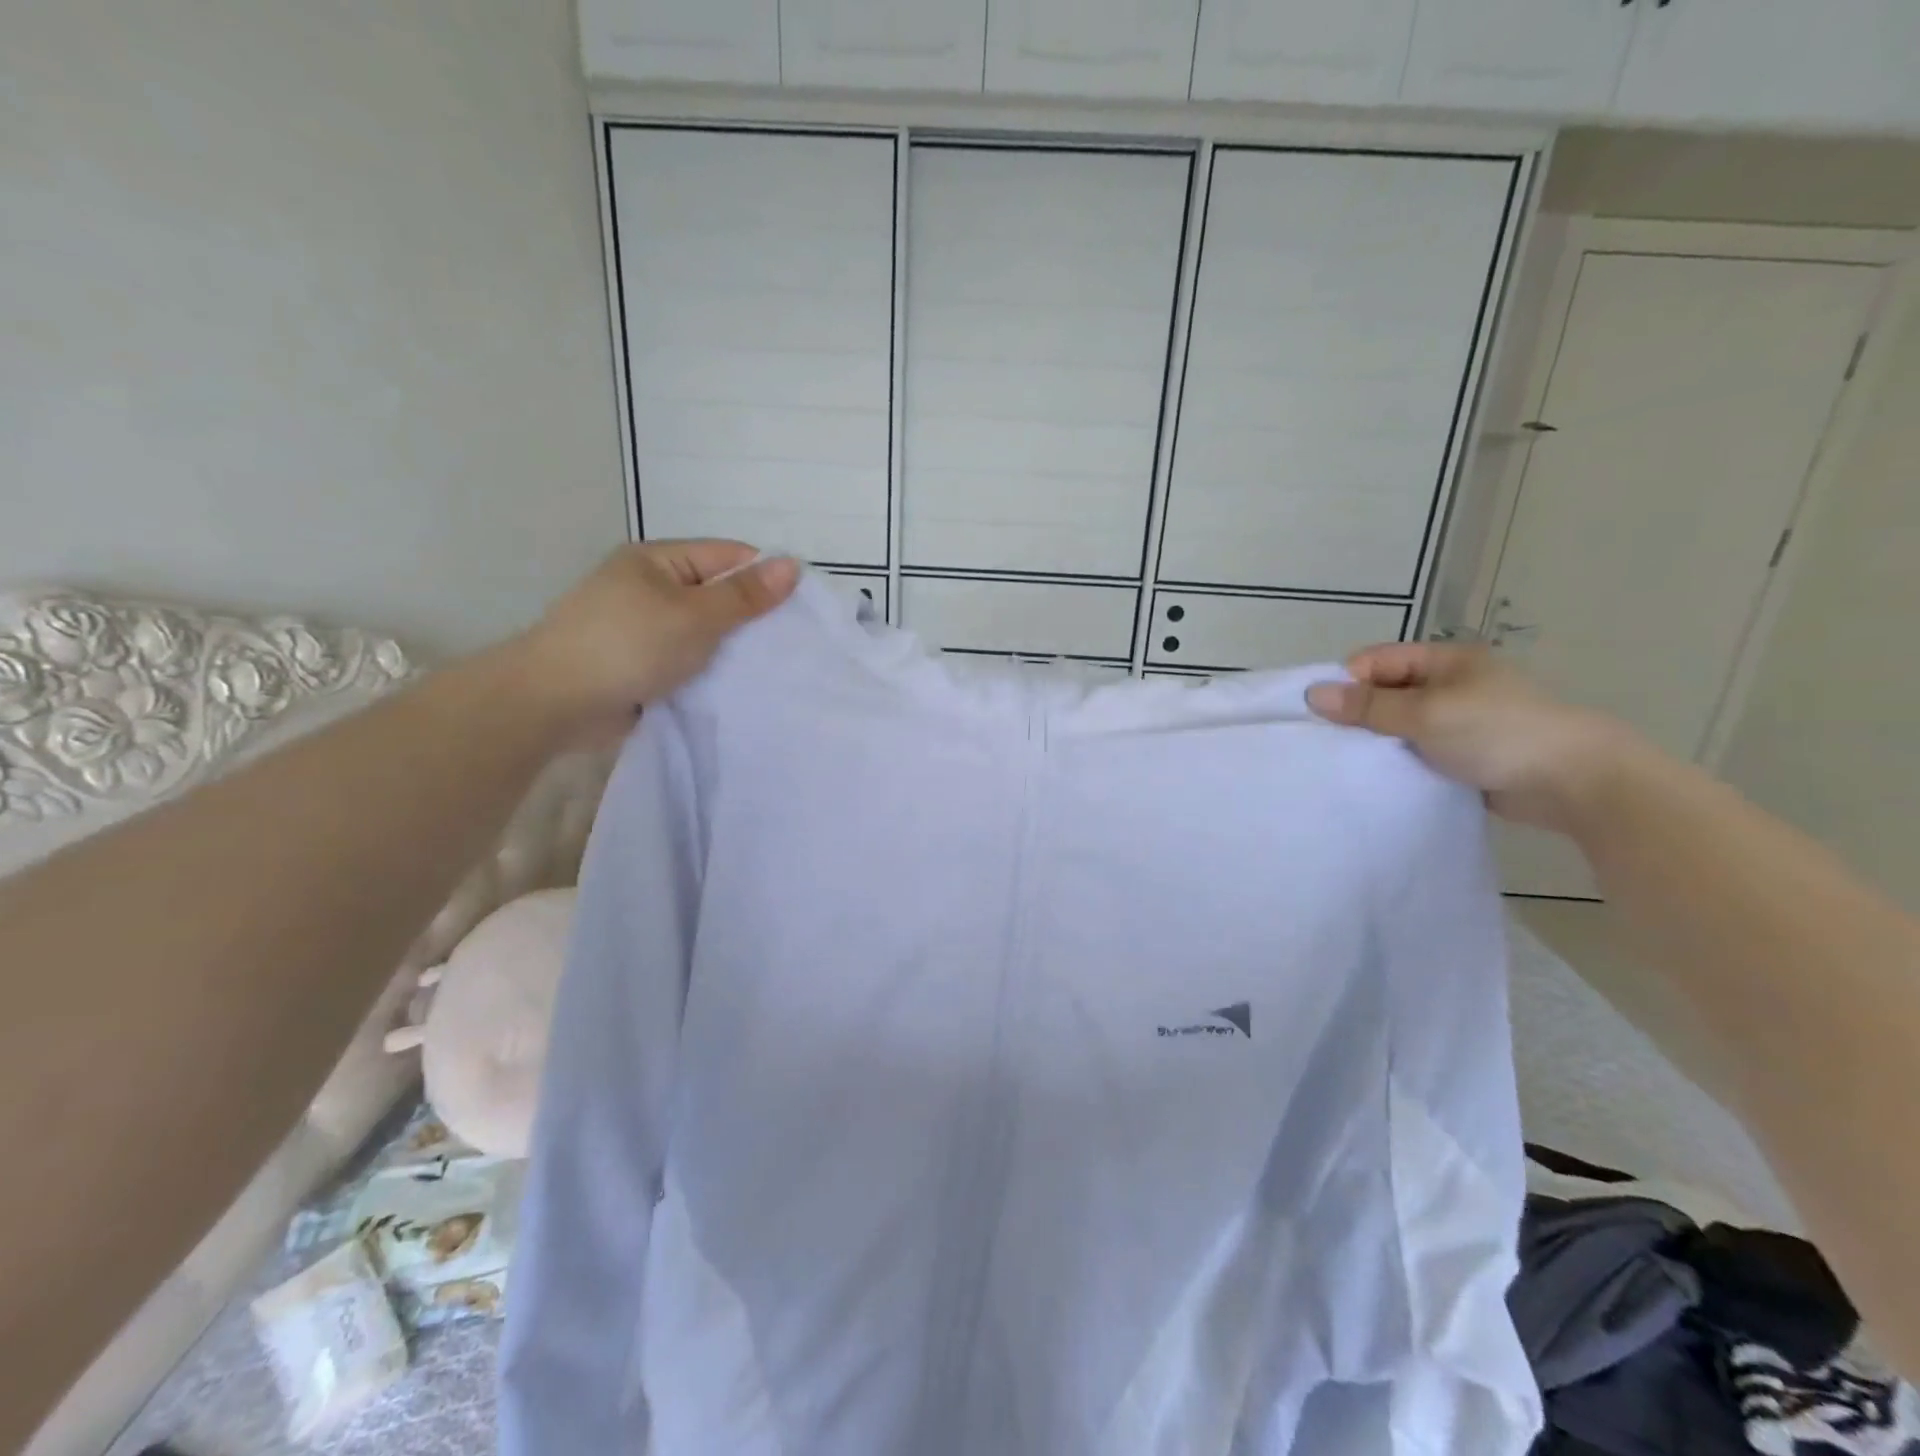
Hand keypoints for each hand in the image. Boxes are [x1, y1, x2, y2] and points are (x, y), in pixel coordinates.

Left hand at [510, 541, 798, 741]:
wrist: (555, 702)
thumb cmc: (628, 646)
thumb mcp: (694, 616)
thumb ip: (744, 596)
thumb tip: (792, 565)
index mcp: (658, 561)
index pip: (727, 557)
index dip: (765, 577)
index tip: (802, 607)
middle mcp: (650, 588)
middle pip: (716, 594)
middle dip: (752, 617)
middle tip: (793, 642)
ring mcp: (644, 628)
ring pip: (704, 632)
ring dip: (731, 648)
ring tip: (773, 667)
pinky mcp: (642, 664)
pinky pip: (688, 660)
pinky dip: (710, 670)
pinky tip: (739, 685)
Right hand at [1305, 643, 1640, 831]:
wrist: (1574, 782)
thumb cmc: (1498, 733)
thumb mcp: (1426, 714)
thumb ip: (1368, 706)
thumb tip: (1312, 694)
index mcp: (1444, 661)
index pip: (1375, 661)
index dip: (1347, 683)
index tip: (1325, 714)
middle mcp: (1449, 685)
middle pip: (1384, 692)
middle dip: (1357, 714)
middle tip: (1332, 742)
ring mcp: (1457, 720)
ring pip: (1397, 724)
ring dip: (1377, 740)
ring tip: (1350, 761)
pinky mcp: (1462, 753)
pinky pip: (1415, 750)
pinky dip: (1397, 760)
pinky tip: (1379, 775)